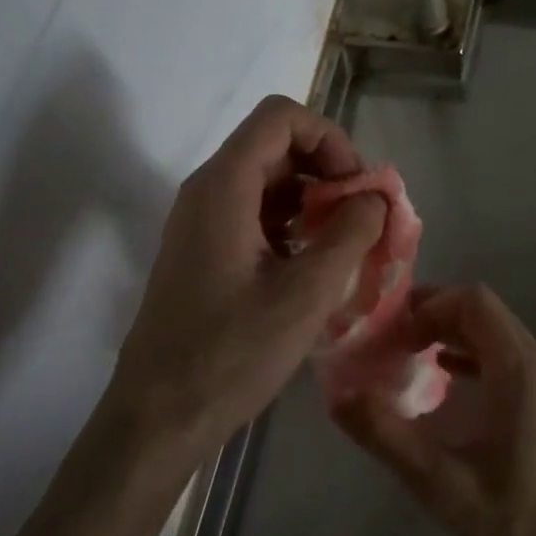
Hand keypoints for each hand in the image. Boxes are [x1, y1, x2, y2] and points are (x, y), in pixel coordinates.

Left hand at [105, 94, 386, 463]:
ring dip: (313, 201)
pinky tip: (314, 267)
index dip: (329, 139)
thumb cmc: (231, 354)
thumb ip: (351, 235)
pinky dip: (292, 225)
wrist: (158, 418)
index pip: (282, 117)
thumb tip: (377, 199)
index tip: (358, 189)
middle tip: (363, 221)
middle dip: (328, 172)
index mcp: (225, 186)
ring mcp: (202, 221)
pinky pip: (255, 213)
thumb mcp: (306, 294)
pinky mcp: (204, 250)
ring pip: (268, 181)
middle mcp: (208, 190)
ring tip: (346, 247)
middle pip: (277, 146)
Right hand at [333, 284, 535, 535]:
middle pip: (486, 312)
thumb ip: (390, 438)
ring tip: (412, 356)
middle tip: (393, 341)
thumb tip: (340, 397)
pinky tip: (448, 382)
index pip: (474, 301)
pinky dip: (476, 357)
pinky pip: (512, 359)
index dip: (429, 305)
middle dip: (436, 315)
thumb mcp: (445, 488)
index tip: (394, 334)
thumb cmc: (522, 526)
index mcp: (521, 371)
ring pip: (500, 334)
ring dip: (455, 335)